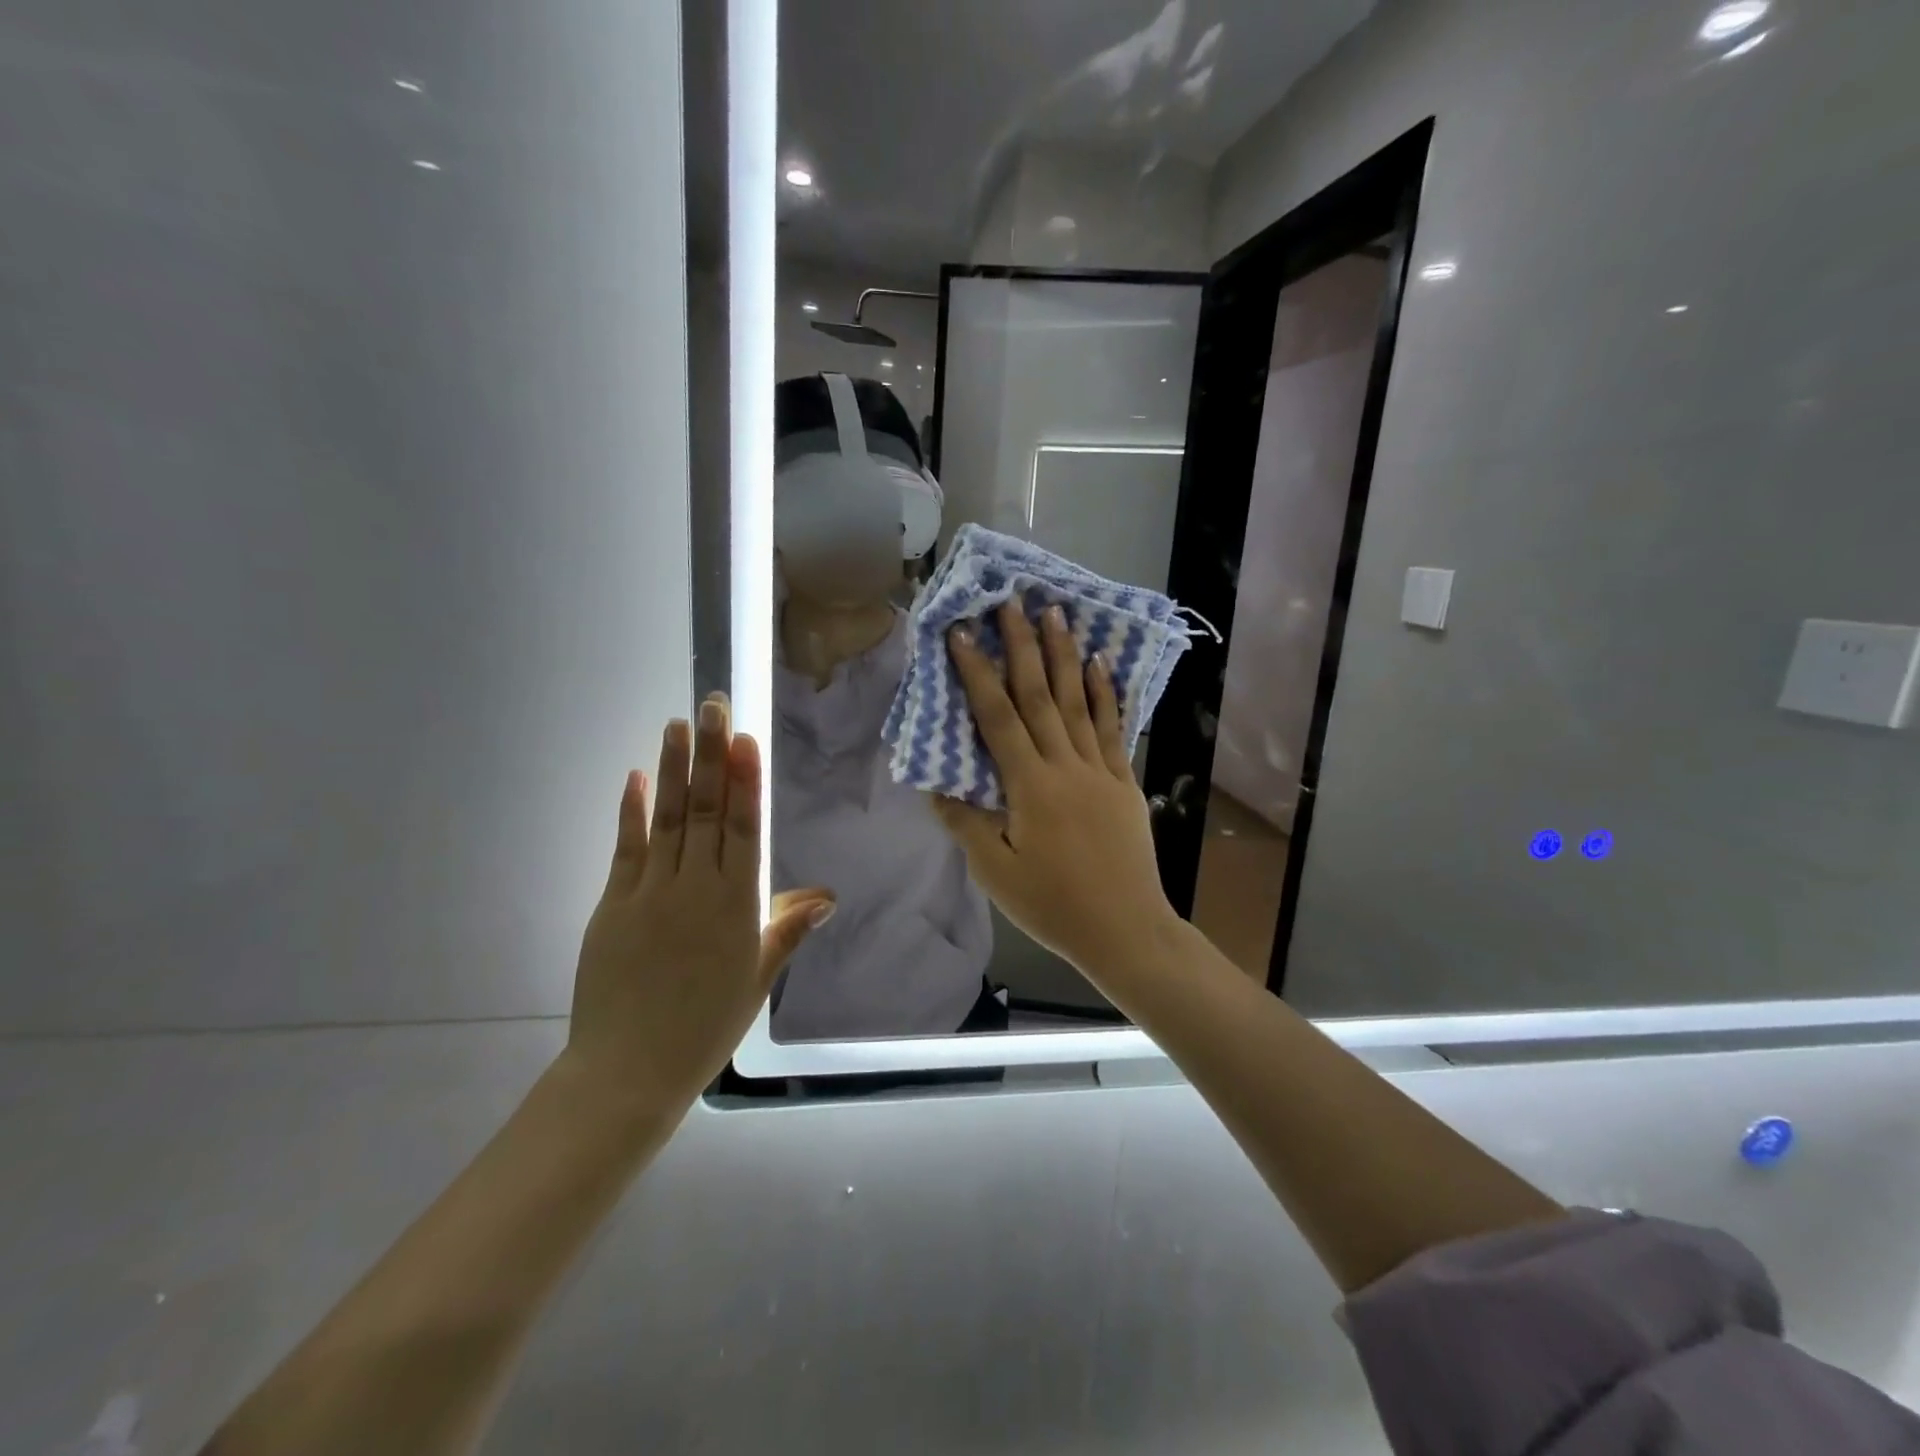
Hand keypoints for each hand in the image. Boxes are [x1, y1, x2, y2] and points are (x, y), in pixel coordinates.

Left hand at [561, 695, 833, 1116]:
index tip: (745, 739)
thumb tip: (828, 896)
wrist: (629, 1070)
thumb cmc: (706, 1025)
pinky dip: (631, 811)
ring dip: (674, 770)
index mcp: (736, 905)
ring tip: (678, 725)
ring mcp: (650, 892)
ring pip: (668, 819)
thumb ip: (787, 928)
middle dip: (712, 755)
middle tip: (713, 706)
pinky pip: (626, 848)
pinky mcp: (613, 903)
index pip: (744, 828)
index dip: (745, 780)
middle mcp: (695, 887)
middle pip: (707, 810)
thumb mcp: (757, 978)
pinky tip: (636, 777)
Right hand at [931, 601, 1178, 977]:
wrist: (1126, 931)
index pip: (997, 718)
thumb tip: (936, 784)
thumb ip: (965, 823)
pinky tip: (1101, 665)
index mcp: (1029, 786)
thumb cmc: (1053, 905)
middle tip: (1013, 602)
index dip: (977, 673)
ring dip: (1064, 656)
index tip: (962, 633)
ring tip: (1057, 614)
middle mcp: (1065, 766)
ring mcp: (1100, 771)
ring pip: (1078, 702)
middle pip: (1039, 696)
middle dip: (1022, 646)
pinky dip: (1106, 695)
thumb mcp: (995, 872)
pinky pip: (1114, 730)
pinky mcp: (1125, 783)